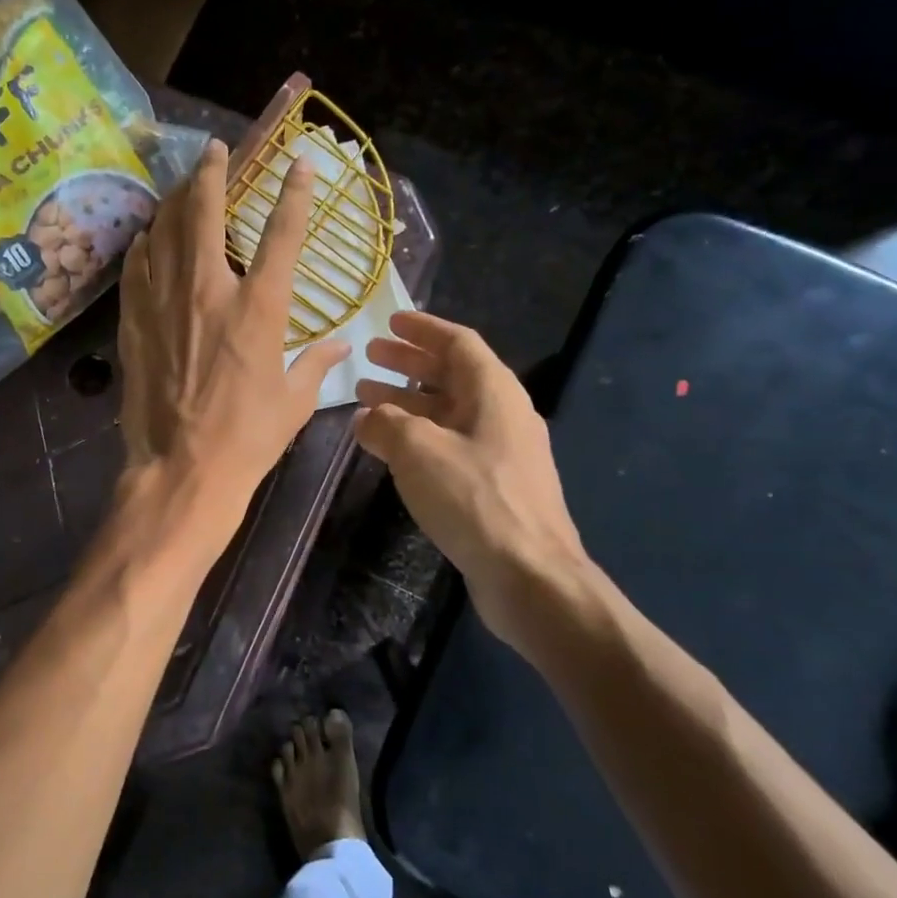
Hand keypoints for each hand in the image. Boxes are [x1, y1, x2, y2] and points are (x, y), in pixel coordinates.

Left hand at [118, 139, 350, 525]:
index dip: (294, 193)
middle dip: (212, 173)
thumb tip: (342, 344)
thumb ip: (316, 363)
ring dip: (174, 201)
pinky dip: (143, 245)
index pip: (282, 235)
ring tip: (179, 185)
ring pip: (164, 232)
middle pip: (206, 213)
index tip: (300, 163)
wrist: (183, 469)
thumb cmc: (248, 438)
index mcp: (259, 308)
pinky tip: (146, 237)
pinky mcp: (135, 323)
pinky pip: (136, 268)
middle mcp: (209, 291)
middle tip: (213, 150)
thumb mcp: (294, 401)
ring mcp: (165, 303)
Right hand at [353, 312, 594, 647]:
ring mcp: (502, 453)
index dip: (422, 329)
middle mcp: (502, 414)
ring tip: (366, 400)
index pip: (458, 342)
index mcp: (494, 391)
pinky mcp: (495, 487)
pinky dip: (418, 437)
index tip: (390, 323)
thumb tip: (367, 417)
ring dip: (408, 402)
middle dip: (409, 364)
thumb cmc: (474, 498)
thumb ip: (385, 423)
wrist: (529, 575)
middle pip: (452, 375)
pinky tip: (390, 450)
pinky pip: (451, 445)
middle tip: (370, 358)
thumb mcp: (418, 449)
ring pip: (448, 412)